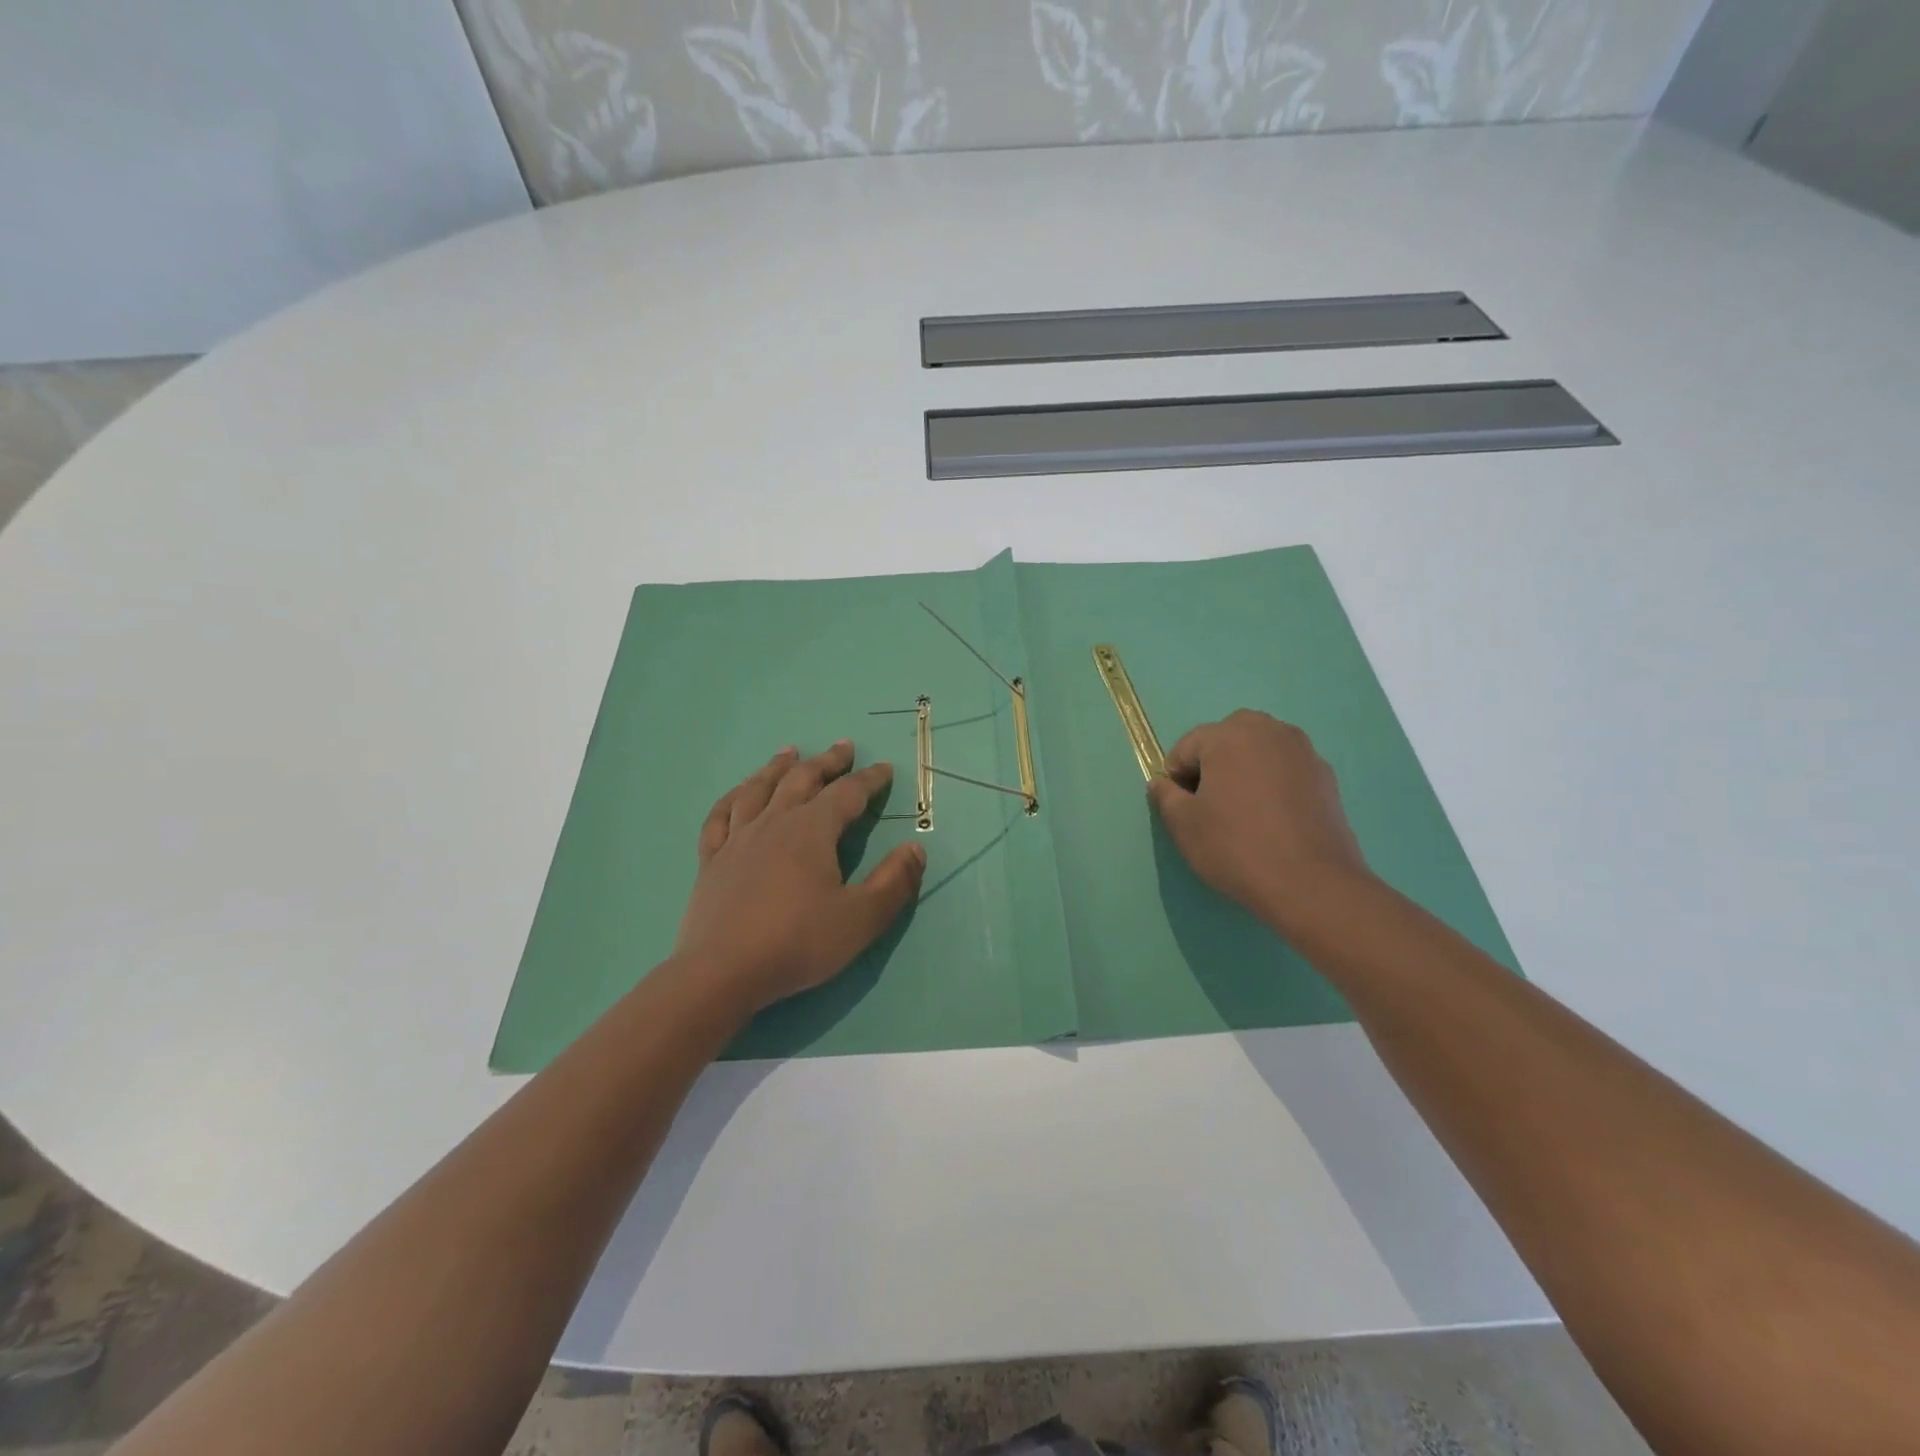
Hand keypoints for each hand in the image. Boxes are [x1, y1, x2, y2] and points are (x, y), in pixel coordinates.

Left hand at [675, 740, 926, 1014]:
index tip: (885, 768)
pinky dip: (731, 798)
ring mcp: (738, 840)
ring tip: (789, 752)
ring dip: (777, 767)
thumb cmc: (798, 943)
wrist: (721, 973)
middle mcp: (774, 823)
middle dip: (827, 762)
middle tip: (843, 747)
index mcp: (812, 831)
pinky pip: (719, 817)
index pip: (847, 793)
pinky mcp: (712, 861)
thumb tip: (916, 847)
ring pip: (758, 789)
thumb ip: (894, 882)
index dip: (869, 779)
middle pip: (802, 780)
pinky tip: (737, 794)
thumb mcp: (861, 918)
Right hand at [1147, 710, 1372, 935]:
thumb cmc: (1236, 847)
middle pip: (1226, 740)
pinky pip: (1285, 770)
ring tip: (1243, 813)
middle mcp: (1268, 730)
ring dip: (1244, 771)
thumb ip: (1165, 796)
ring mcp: (1302, 751)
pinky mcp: (1326, 776)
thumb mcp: (1184, 825)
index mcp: (1229, 735)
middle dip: (1212, 766)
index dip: (1176, 778)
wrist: (1312, 883)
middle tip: (1210, 807)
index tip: (1182, 809)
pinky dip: (1272, 784)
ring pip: (1258, 752)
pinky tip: (1272, 820)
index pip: (1186, 747)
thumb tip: (1161, 783)